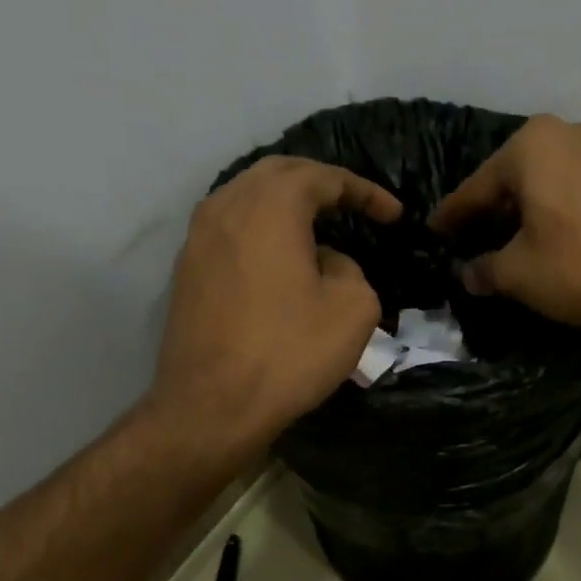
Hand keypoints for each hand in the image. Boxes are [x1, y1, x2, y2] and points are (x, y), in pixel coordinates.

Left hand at [149, 157, 400, 454]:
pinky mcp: (187, 271)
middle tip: (353, 205)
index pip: (324, 177)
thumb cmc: (290, 352)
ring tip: (316, 226)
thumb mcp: (353, 308)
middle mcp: (227, 205)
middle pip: (279, 174)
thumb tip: (325, 263)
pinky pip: (231, 231)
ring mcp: (198, 238)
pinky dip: (261, 231)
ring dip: (285, 205)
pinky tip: (279, 258)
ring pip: (247, 199)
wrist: (213, 405)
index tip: (394, 215)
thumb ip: (350, 268)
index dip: (364, 192)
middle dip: (320, 184)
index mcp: (271, 204)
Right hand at [428, 115, 580, 337]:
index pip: (480, 185)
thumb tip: (469, 274)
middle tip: (483, 231)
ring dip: (550, 196)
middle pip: (525, 172)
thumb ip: (485, 269)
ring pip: (569, 172)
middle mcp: (577, 132)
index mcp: (534, 145)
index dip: (455, 214)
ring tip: (537, 226)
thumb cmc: (576, 270)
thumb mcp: (516, 274)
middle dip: (503, 202)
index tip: (436, 230)